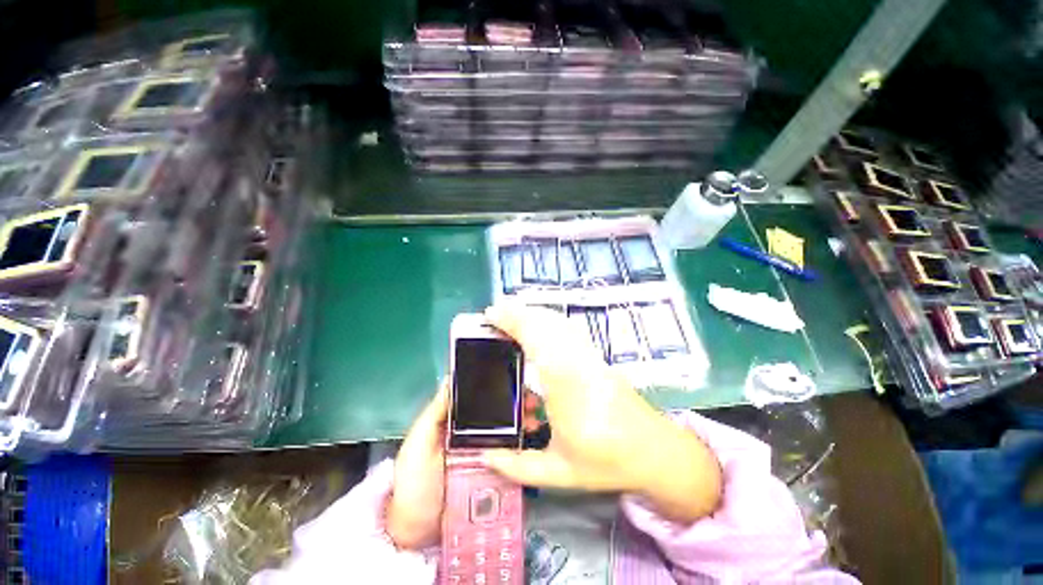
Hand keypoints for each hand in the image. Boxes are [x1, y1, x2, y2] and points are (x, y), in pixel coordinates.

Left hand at [386, 380, 542, 549]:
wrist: (417, 533)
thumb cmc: (414, 482)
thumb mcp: (417, 444)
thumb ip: (433, 414)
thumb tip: (451, 379)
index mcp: (453, 422)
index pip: (477, 399)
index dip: (494, 387)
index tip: (512, 379)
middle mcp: (471, 434)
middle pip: (495, 414)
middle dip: (514, 404)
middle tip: (532, 400)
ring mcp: (483, 455)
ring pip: (505, 433)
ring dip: (521, 423)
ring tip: (535, 418)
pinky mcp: (492, 474)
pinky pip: (508, 457)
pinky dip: (521, 448)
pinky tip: (532, 441)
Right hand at [483, 303, 721, 522]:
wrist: (655, 450)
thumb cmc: (607, 462)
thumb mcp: (560, 473)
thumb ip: (518, 466)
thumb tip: (483, 454)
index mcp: (567, 389)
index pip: (537, 342)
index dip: (514, 323)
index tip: (492, 316)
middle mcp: (579, 363)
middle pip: (547, 324)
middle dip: (518, 313)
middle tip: (495, 314)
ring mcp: (590, 356)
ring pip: (559, 322)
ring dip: (533, 314)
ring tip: (511, 316)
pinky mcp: (597, 355)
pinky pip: (569, 329)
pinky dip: (549, 320)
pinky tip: (538, 326)